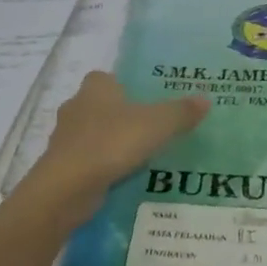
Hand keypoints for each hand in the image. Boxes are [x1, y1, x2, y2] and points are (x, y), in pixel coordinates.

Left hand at [21, 71, 209, 228]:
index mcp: (95, 88)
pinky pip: (86, 160)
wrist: (67, 187)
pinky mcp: (61, 166)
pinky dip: (101, 166)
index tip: (144, 101)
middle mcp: (76, 107)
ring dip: (109, 143)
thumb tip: (205, 99)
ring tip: (136, 157)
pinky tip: (119, 178)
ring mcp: (65, 138)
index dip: (124, 86)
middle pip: (100, 106)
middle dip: (119, 115)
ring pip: (91, 134)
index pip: (107, 78)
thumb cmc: (111, 143)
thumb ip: (181, 112)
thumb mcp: (157, 125)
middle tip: (147, 129)